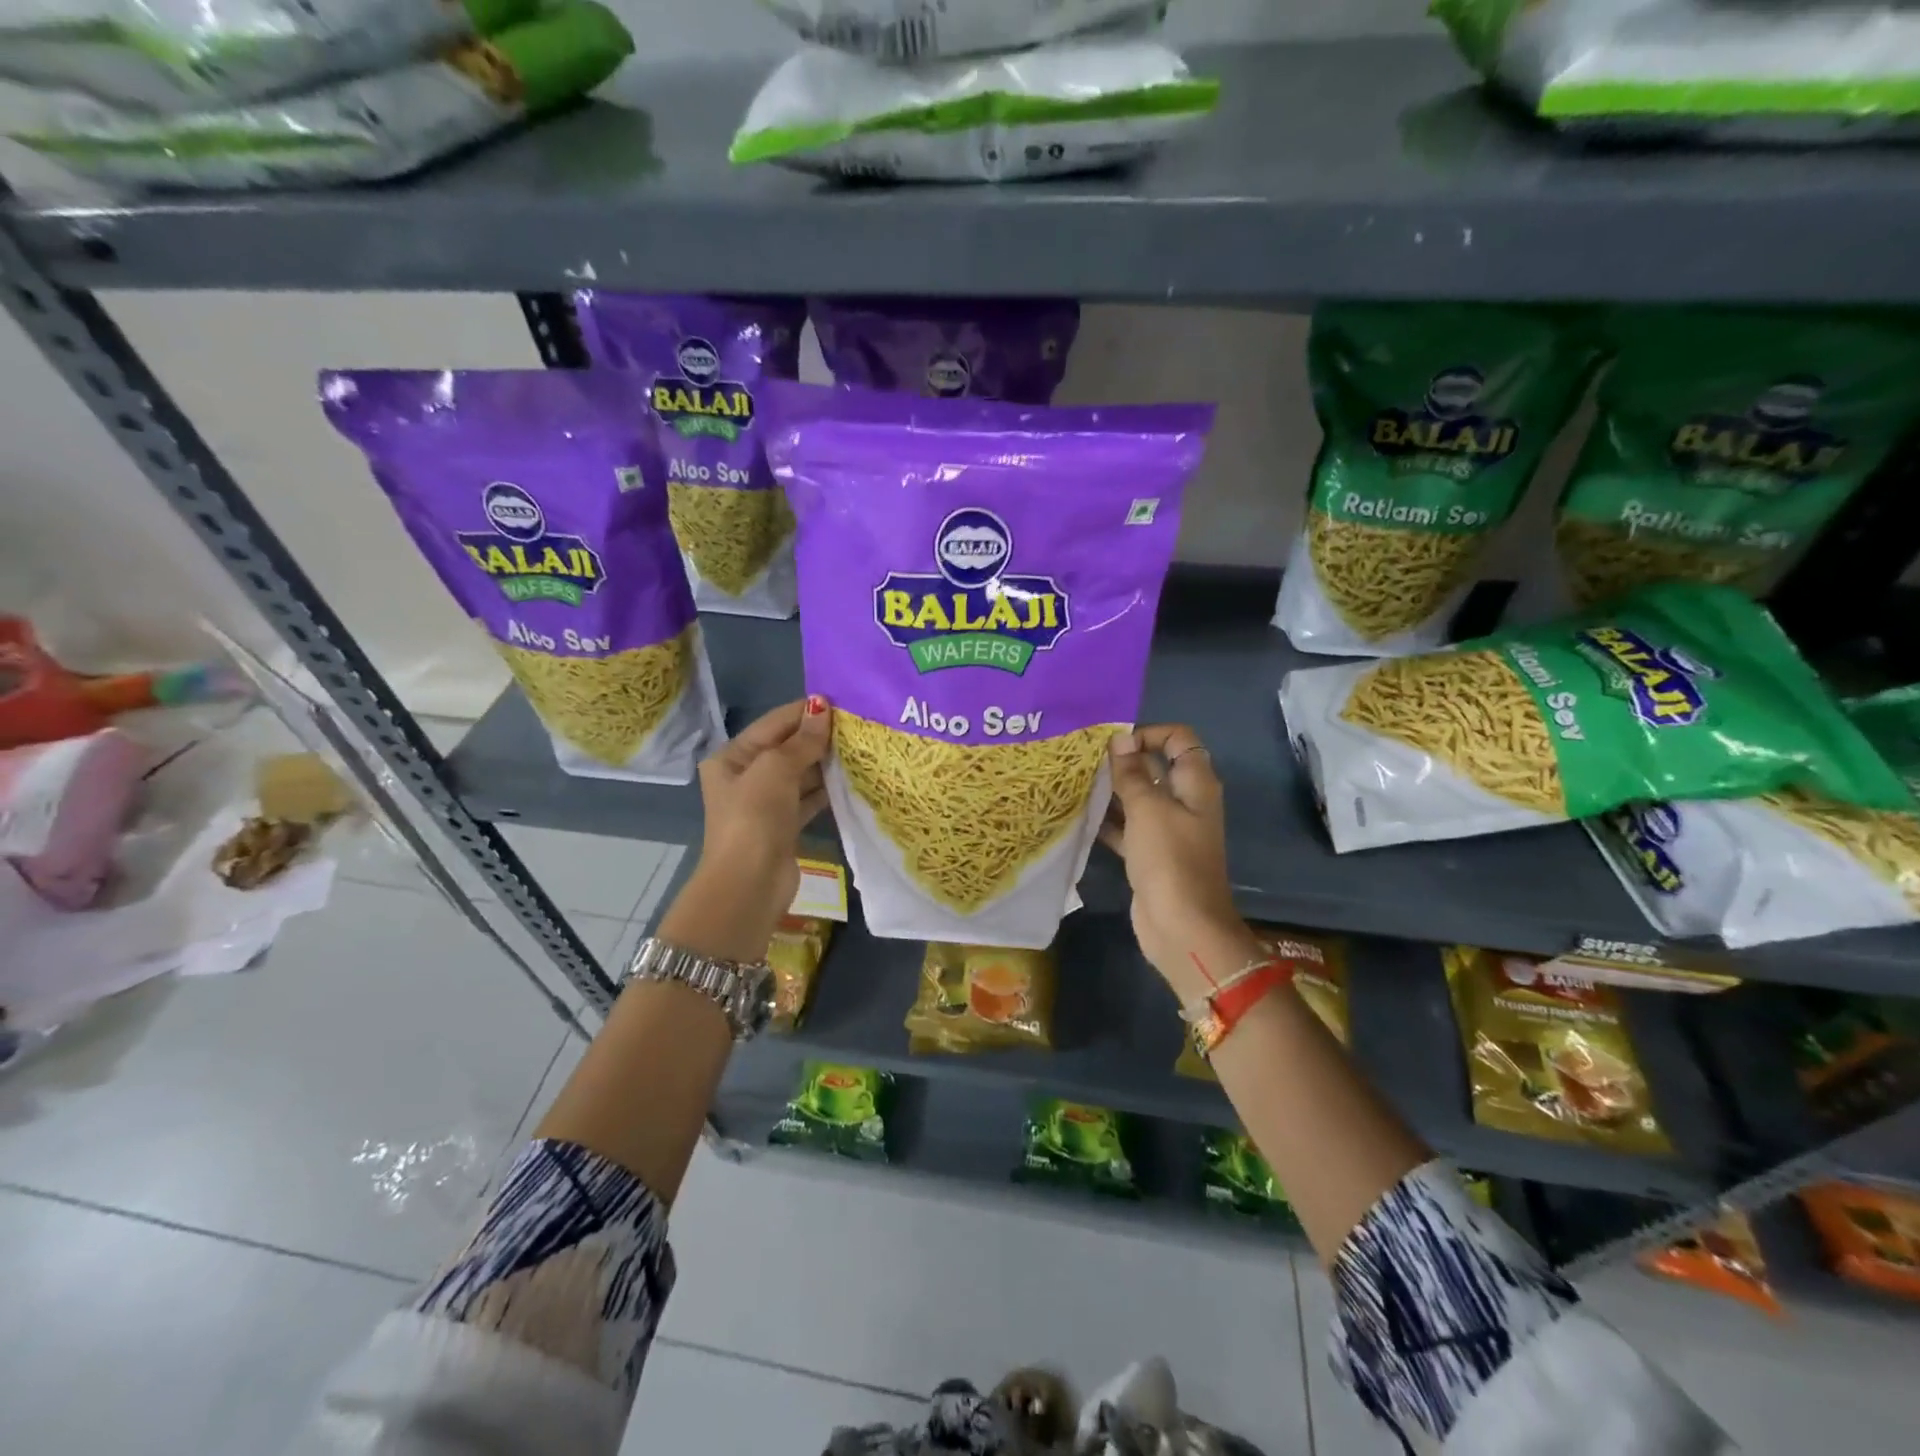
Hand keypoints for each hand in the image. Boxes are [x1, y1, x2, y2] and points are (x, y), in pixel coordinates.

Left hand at [671, 696, 832, 958]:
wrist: (750, 884)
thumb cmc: (755, 818)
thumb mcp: (776, 770)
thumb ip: (802, 740)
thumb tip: (823, 707)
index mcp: (732, 757)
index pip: (773, 724)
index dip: (805, 711)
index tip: (842, 701)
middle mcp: (746, 776)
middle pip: (787, 747)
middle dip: (818, 736)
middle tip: (858, 724)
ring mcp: (765, 803)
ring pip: (801, 773)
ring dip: (826, 762)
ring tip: (861, 747)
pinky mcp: (784, 825)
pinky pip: (809, 797)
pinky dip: (827, 788)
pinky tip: (853, 778)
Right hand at [1100, 725, 1258, 998]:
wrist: (1181, 926)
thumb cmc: (1169, 859)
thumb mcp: (1148, 809)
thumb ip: (1132, 773)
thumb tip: (1120, 739)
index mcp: (1195, 784)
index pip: (1178, 739)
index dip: (1149, 734)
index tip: (1115, 745)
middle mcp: (1185, 802)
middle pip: (1155, 767)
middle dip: (1123, 762)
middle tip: (1085, 762)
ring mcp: (1168, 830)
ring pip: (1139, 798)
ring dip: (1112, 792)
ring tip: (1076, 785)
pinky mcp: (1151, 855)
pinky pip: (1128, 828)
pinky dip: (1109, 822)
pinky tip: (1080, 818)